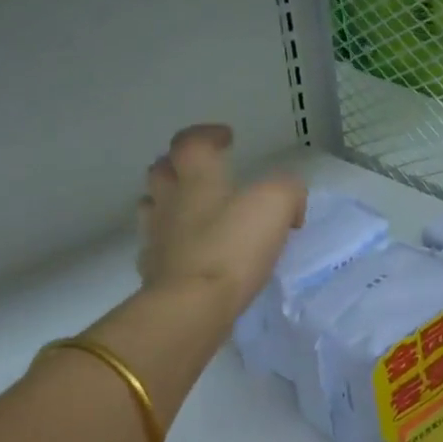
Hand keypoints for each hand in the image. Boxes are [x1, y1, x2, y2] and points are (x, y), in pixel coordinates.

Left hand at [135, 123, 306, 324]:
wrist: (192, 307)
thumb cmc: (232, 247)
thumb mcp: (276, 204)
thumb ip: (287, 191)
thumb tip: (289, 204)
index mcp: (197, 178)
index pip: (191, 142)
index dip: (207, 135)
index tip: (226, 138)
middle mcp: (169, 201)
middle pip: (162, 171)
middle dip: (180, 165)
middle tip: (203, 171)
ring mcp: (156, 237)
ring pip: (153, 207)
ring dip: (169, 201)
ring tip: (193, 210)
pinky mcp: (154, 271)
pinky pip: (159, 247)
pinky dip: (173, 242)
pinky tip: (190, 252)